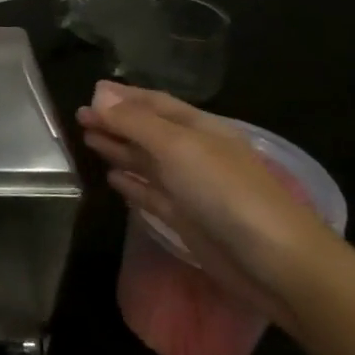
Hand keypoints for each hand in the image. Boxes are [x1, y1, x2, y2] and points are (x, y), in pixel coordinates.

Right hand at [76, 84, 339, 320]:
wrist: (275, 262)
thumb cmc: (226, 193)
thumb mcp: (178, 147)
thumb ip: (135, 122)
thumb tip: (99, 95)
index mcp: (199, 129)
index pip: (155, 103)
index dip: (124, 97)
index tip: (90, 92)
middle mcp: (193, 153)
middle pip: (148, 131)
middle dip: (115, 122)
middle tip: (78, 116)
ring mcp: (190, 188)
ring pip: (146, 162)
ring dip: (118, 149)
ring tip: (87, 140)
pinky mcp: (185, 220)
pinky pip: (151, 194)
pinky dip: (131, 184)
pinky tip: (111, 178)